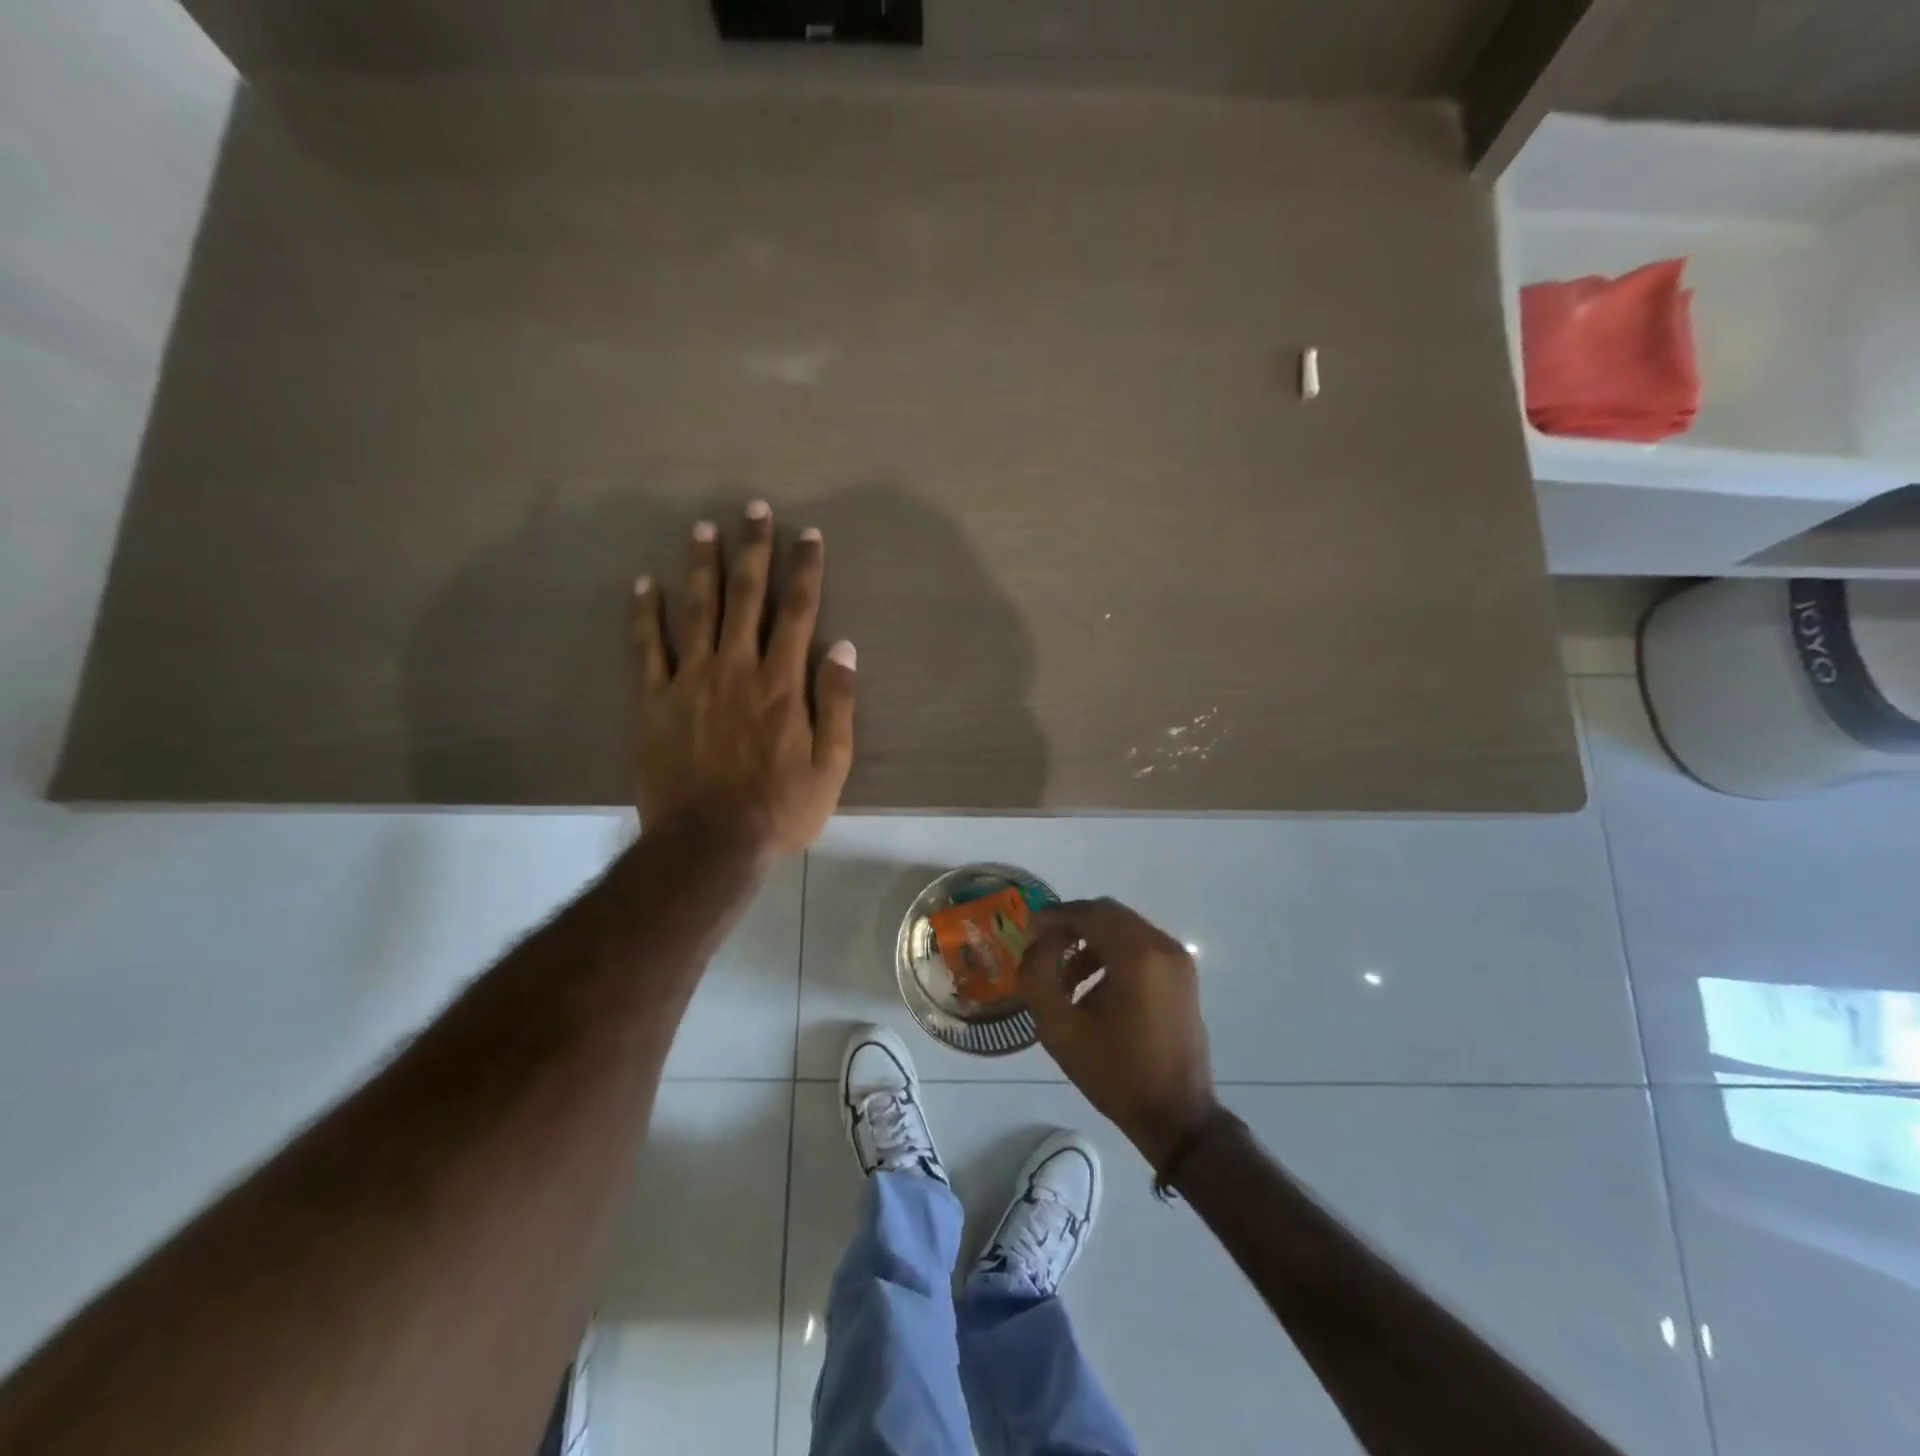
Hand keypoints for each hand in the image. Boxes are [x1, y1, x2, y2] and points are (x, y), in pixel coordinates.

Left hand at [633, 502, 854, 856]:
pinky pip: (647, 647)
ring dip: (702, 566)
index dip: (805, 569)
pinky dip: (645, 613)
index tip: (808, 534)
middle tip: (754, 509)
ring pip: (698, 609)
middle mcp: (737, 667)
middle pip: (747, 596)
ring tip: (703, 528)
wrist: (709, 843)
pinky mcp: (654, 700)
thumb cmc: (779, 808)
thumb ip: (838, 704)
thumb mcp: (831, 765)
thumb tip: (844, 649)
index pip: (798, 611)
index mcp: (782, 682)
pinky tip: (644, 583)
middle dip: (753, 549)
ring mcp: (690, 680)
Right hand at [1017, 898, 1218, 1167]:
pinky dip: (1113, 953)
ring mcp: (1178, 960)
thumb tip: (1039, 943)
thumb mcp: (1060, 1028)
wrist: (1176, 1116)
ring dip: (1091, 941)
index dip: (1056, 915)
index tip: (1029, 927)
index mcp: (1137, 956)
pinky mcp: (1183, 976)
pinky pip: (1141, 946)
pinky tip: (1093, 988)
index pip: (1090, 913)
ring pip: (1125, 929)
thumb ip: (1038, 975)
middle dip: (1073, 925)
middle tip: (1043, 946)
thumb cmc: (1115, 1072)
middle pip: (1109, 914)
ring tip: (1065, 977)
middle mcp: (1162, 947)